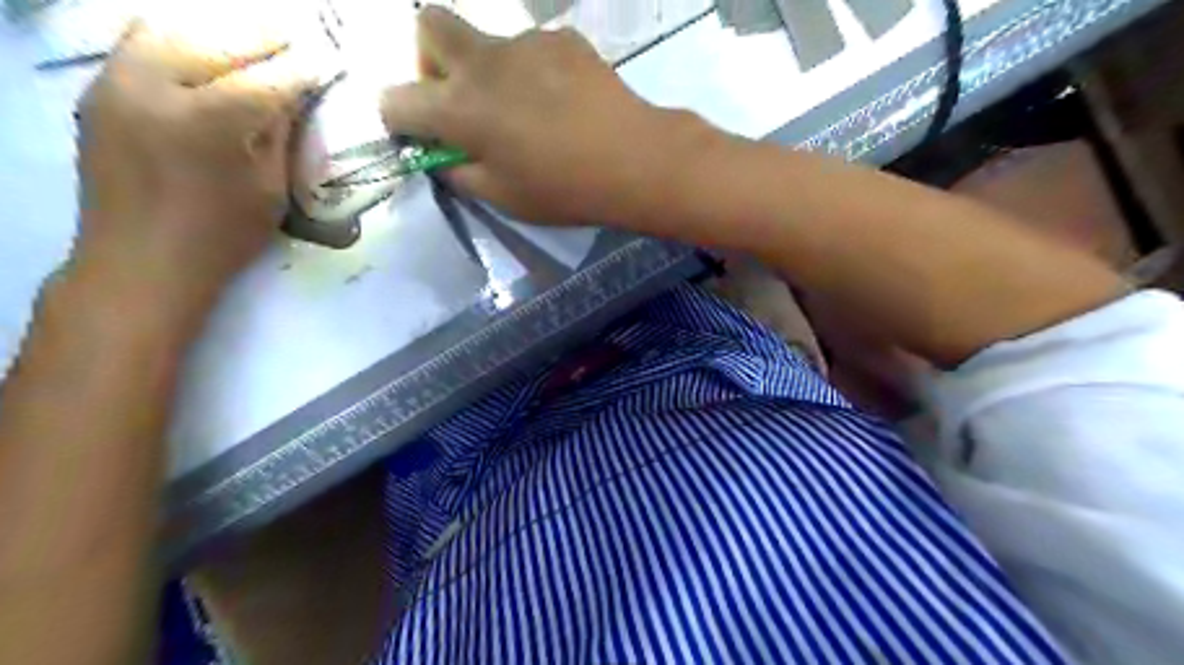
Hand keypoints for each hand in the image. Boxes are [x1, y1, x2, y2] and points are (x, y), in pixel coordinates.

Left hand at [73, 23, 308, 329]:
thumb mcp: (270, 189)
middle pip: (217, 40)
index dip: (303, 69)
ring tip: (253, 43)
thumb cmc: (221, 236)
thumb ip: (279, 136)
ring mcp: (117, 83)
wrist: (140, 261)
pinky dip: (182, 40)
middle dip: (264, 38)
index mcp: (208, 123)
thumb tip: (294, 98)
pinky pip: (140, 44)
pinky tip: (208, 56)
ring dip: (219, 32)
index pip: (267, 80)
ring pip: (171, 29)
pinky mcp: (99, 90)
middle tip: (297, 42)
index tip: (329, 60)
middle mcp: (154, 88)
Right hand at [381, 5, 700, 227]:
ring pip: (488, 42)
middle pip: (428, 25)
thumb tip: (442, 156)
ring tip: (533, 113)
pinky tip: (564, 102)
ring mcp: (524, 42)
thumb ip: (459, 174)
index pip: (395, 100)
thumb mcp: (501, 198)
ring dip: (491, 72)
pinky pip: (532, 49)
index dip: (399, 119)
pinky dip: (533, 72)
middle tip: (460, 99)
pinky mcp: (562, 38)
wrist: (633, 158)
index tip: (421, 135)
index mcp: (459, 108)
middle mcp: (482, 62)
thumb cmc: (563, 189)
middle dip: (429, 60)